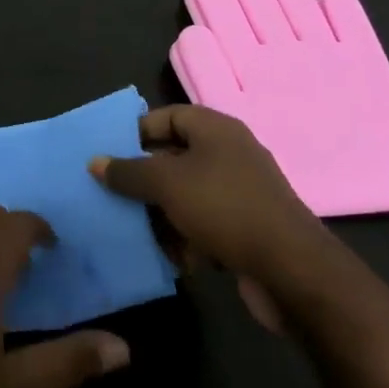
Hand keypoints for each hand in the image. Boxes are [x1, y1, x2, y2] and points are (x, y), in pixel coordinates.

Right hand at [90, 105, 326, 307]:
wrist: (293, 271)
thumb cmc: (224, 208)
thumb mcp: (166, 184)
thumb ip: (128, 171)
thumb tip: (95, 162)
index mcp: (215, 129)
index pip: (167, 116)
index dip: (137, 131)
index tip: (110, 153)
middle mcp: (230, 154)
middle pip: (175, 157)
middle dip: (144, 178)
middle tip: (114, 193)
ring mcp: (242, 193)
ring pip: (188, 194)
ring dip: (162, 212)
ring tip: (135, 230)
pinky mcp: (248, 229)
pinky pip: (206, 224)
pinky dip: (186, 237)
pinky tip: (169, 257)